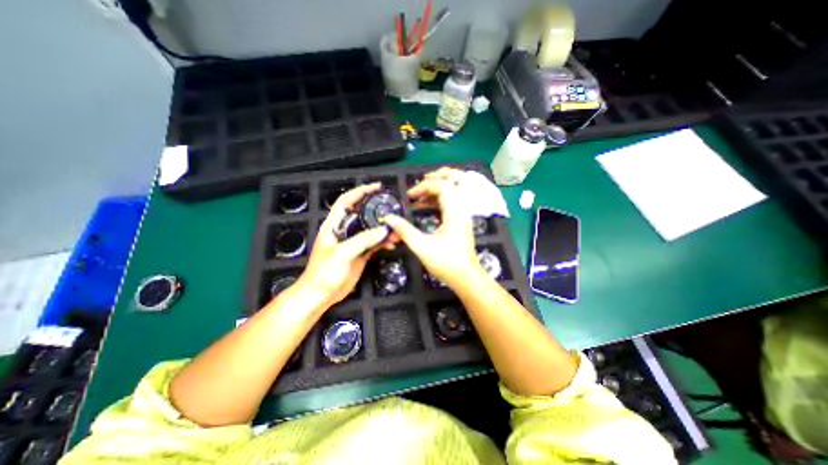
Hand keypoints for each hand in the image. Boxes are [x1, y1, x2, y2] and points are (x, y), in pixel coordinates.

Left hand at [296, 183, 389, 305]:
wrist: (321, 294)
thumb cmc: (324, 272)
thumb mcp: (342, 253)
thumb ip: (363, 240)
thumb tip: (383, 230)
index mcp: (334, 225)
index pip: (346, 201)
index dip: (360, 191)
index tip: (376, 187)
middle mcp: (345, 231)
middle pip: (362, 214)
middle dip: (377, 210)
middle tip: (392, 208)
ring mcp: (354, 243)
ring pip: (371, 230)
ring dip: (383, 229)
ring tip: (396, 231)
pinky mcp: (360, 254)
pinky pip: (375, 244)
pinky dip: (384, 242)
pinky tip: (392, 244)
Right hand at [383, 168, 483, 290]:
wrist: (466, 277)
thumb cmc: (446, 263)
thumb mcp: (422, 247)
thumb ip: (404, 231)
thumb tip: (389, 218)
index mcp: (455, 211)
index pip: (442, 186)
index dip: (423, 187)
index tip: (410, 197)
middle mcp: (462, 208)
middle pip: (457, 179)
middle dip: (439, 175)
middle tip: (423, 179)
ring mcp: (464, 213)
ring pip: (457, 188)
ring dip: (441, 184)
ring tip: (423, 189)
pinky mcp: (462, 220)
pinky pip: (453, 199)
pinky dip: (441, 197)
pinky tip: (427, 205)